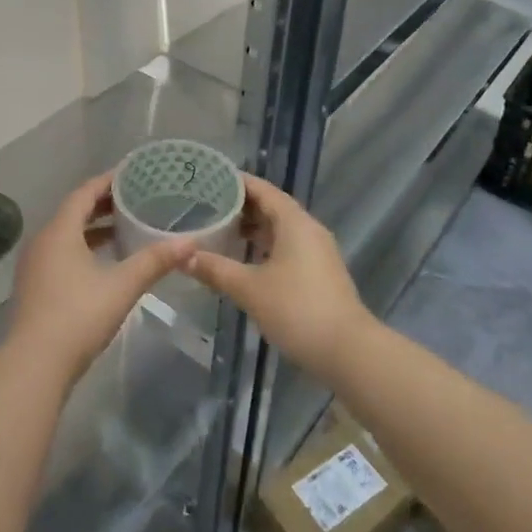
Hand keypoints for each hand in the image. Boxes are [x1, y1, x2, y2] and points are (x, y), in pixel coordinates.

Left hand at [8, 174, 192, 386]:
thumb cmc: (78, 315)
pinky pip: (61, 253)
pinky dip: (83, 248)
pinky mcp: (35, 287)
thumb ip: (155, 261)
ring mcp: (35, 265)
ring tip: (123, 228)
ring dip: (92, 228)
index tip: (131, 174)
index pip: (84, 193)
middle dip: (103, 204)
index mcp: (60, 231)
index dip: (107, 181)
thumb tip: (191, 242)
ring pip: (66, 235)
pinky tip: (103, 263)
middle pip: (74, 212)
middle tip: (134, 199)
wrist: (35, 365)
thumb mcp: (122, 286)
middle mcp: (43, 241)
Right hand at [183, 175, 372, 381]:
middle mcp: (308, 229)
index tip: (208, 179)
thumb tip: (183, 257)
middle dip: (240, 206)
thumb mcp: (249, 289)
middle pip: (271, 207)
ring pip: (280, 230)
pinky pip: (287, 248)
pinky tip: (244, 261)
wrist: (348, 352)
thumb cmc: (297, 310)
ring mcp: (317, 252)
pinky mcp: (319, 274)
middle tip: (206, 206)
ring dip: (252, 229)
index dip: (236, 182)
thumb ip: (215, 269)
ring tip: (219, 232)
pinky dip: (264, 248)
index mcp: (294, 222)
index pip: (262, 189)